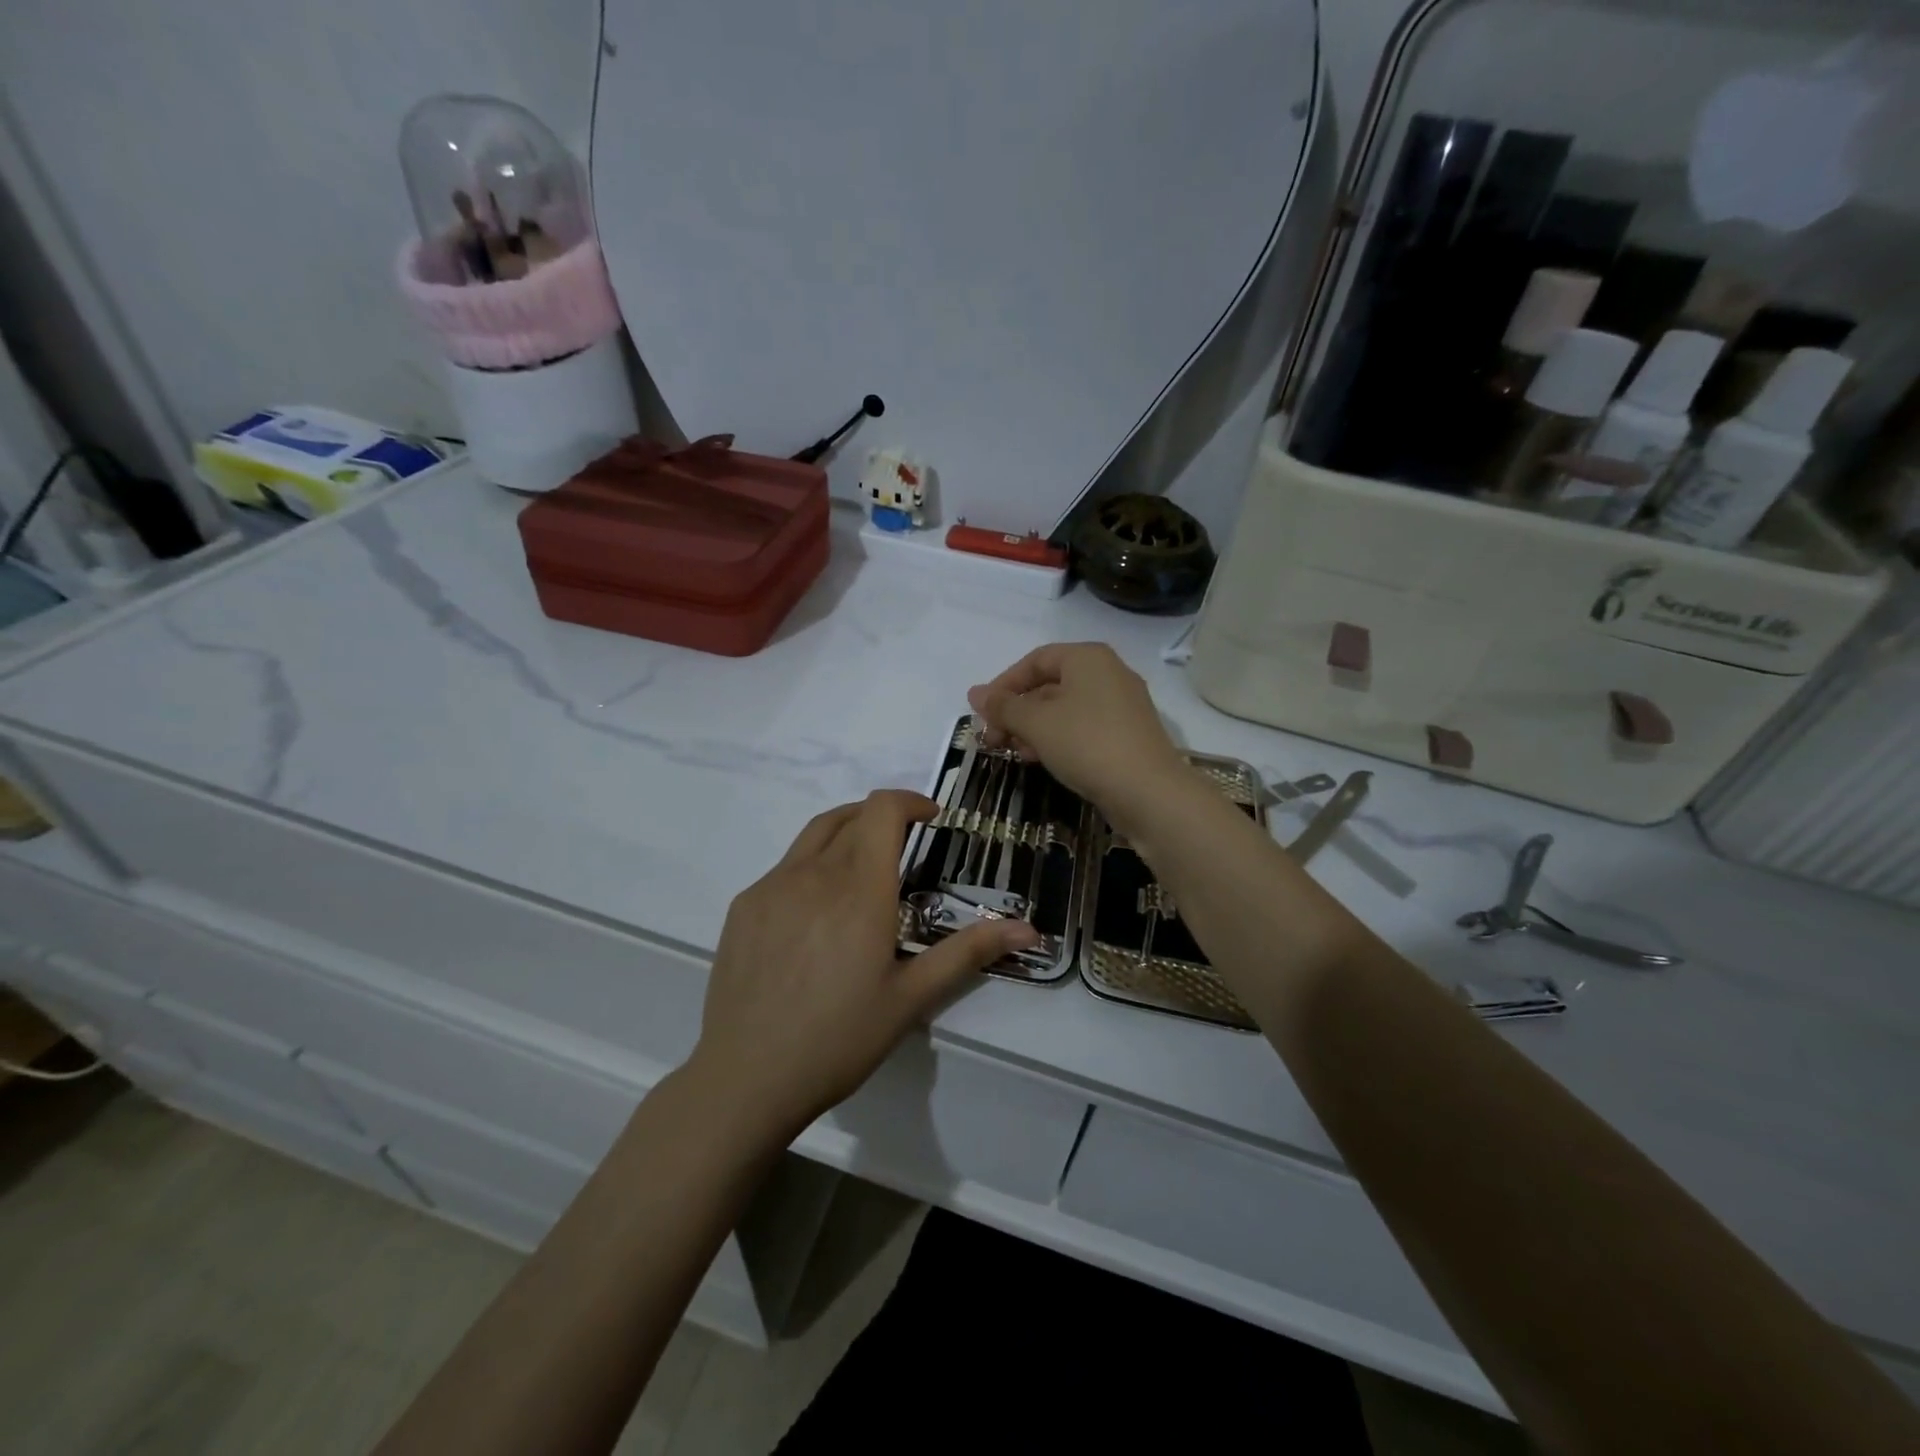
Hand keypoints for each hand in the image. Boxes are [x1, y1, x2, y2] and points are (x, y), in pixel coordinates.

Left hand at [690, 790, 1039, 1140]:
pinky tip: (816, 912)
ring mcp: (771, 886)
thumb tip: (1030, 929)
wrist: (747, 1078)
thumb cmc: (839, 1038)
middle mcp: (813, 873)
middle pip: (851, 816)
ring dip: (846, 832)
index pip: (882, 810)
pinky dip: (812, 865)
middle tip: (904, 848)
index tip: (931, 818)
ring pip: (814, 835)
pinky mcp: (744, 906)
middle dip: (883, 819)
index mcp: (859, 888)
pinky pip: (784, 867)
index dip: (910, 801)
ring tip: (863, 867)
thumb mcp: (911, 997)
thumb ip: (969, 952)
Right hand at [967, 643, 1188, 826]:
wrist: (1149, 792)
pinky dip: (1058, 739)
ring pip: (1065, 709)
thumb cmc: (1087, 744)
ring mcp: (1122, 705)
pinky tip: (1042, 760)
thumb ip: (1004, 707)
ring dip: (1033, 728)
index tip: (982, 713)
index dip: (1003, 684)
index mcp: (1088, 658)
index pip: (1035, 660)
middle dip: (1017, 711)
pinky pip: (1083, 728)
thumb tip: (975, 693)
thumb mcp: (1036, 723)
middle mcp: (1108, 673)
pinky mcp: (1128, 735)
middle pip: (1050, 685)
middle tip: (993, 738)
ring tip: (1013, 752)